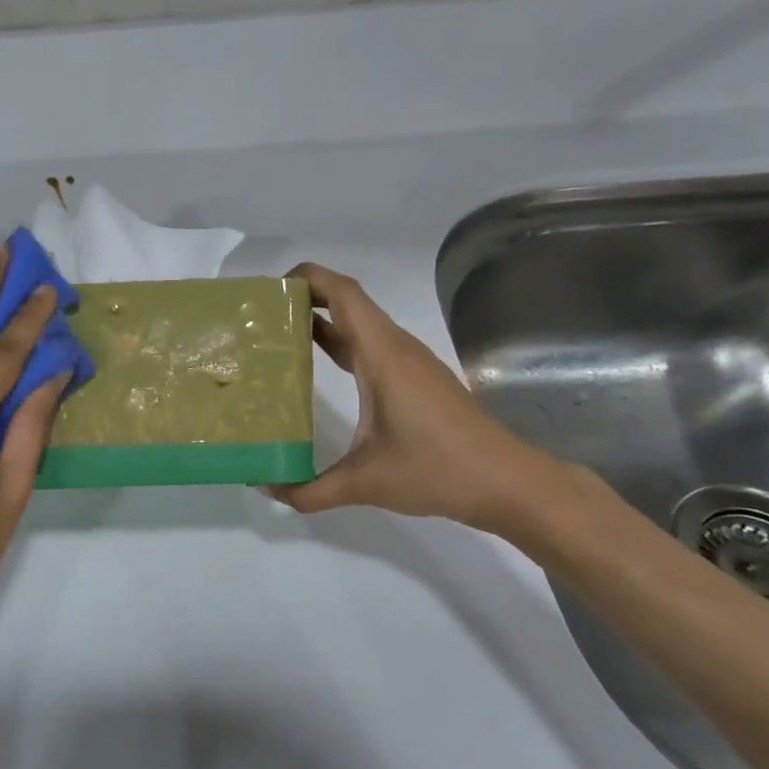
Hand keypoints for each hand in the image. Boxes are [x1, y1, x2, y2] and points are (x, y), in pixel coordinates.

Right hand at [274, 262, 564, 533]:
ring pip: (360, 325)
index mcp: (383, 356)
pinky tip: (318, 369)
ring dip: (322, 321)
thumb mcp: (365, 483)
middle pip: (348, 302)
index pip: (343, 294)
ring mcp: (410, 362)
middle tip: (261, 317)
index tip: (269, 292)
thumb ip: (310, 490)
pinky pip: (371, 346)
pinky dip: (341, 343)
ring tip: (279, 337)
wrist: (507, 482)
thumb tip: (268, 489)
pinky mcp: (417, 379)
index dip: (307, 278)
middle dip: (304, 299)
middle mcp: (396, 349)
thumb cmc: (437, 470)